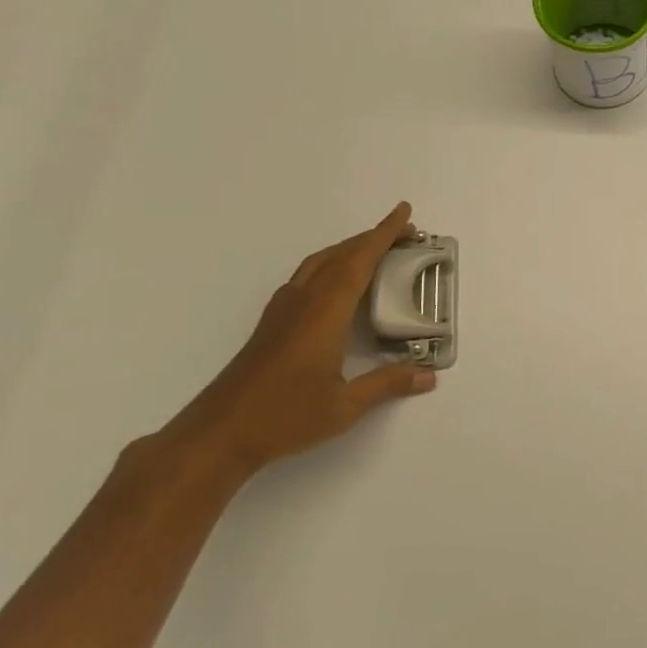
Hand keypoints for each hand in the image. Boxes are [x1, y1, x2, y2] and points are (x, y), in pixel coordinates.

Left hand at [165, 203, 436, 475]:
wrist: (217, 435)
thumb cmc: (283, 417)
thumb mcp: (344, 406)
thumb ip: (388, 384)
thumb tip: (429, 375)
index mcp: (324, 313)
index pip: (358, 261)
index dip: (383, 234)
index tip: (404, 212)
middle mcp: (302, 302)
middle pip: (339, 255)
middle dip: (372, 238)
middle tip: (405, 233)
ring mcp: (283, 312)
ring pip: (319, 264)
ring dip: (349, 249)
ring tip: (376, 251)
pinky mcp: (272, 325)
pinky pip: (307, 277)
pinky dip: (331, 266)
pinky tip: (338, 284)